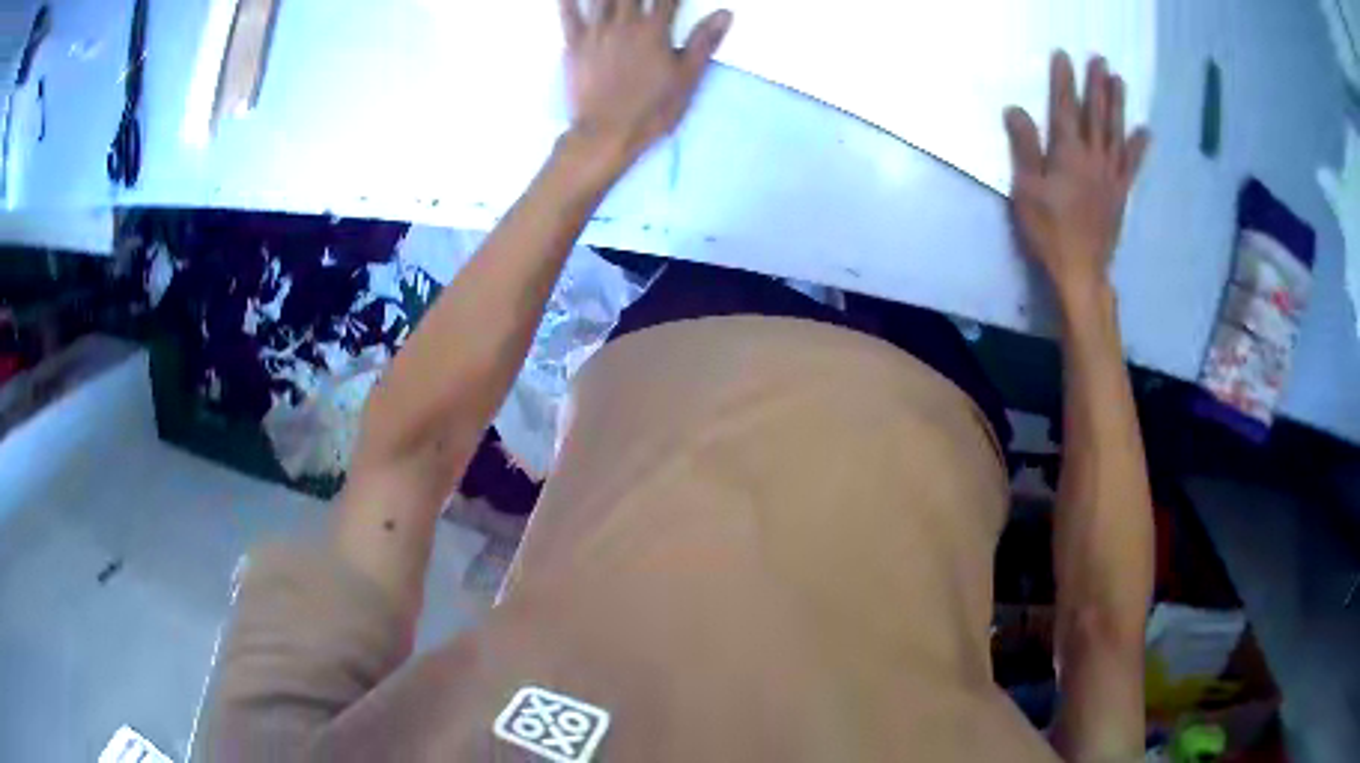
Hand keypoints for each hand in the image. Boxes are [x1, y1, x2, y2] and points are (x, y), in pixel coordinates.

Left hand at [559, 0, 731, 167]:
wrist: (606, 133)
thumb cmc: (652, 109)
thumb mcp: (686, 78)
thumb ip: (704, 42)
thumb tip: (725, 13)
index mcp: (654, 31)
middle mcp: (625, 24)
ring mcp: (596, 33)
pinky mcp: (574, 45)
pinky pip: (569, 16)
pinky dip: (568, 0)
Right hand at [1004, 52, 1150, 304]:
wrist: (1081, 271)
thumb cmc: (1049, 231)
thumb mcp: (1026, 190)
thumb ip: (1024, 148)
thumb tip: (1016, 109)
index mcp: (1067, 154)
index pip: (1064, 108)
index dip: (1063, 81)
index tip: (1063, 56)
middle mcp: (1093, 158)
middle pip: (1096, 115)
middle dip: (1097, 85)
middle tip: (1100, 59)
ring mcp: (1111, 176)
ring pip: (1115, 132)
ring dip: (1118, 105)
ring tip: (1119, 80)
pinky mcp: (1120, 193)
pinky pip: (1131, 165)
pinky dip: (1138, 147)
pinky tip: (1145, 131)